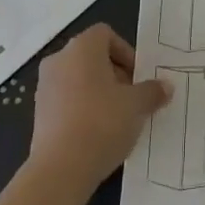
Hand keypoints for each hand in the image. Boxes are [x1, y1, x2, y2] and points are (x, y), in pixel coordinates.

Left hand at [28, 25, 170, 198]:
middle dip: (115, 74)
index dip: (126, 53)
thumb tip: (165, 86)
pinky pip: (67, 101)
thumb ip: (152, 91)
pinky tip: (97, 134)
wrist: (60, 169)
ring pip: (79, 79)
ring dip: (99, 93)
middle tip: (132, 99)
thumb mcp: (136, 106)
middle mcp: (59, 59)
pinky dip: (82, 109)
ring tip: (117, 119)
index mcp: (82, 48)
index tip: (138, 78)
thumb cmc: (102, 123)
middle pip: (92, 57)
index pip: (106, 34)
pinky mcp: (39, 113)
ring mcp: (45, 86)